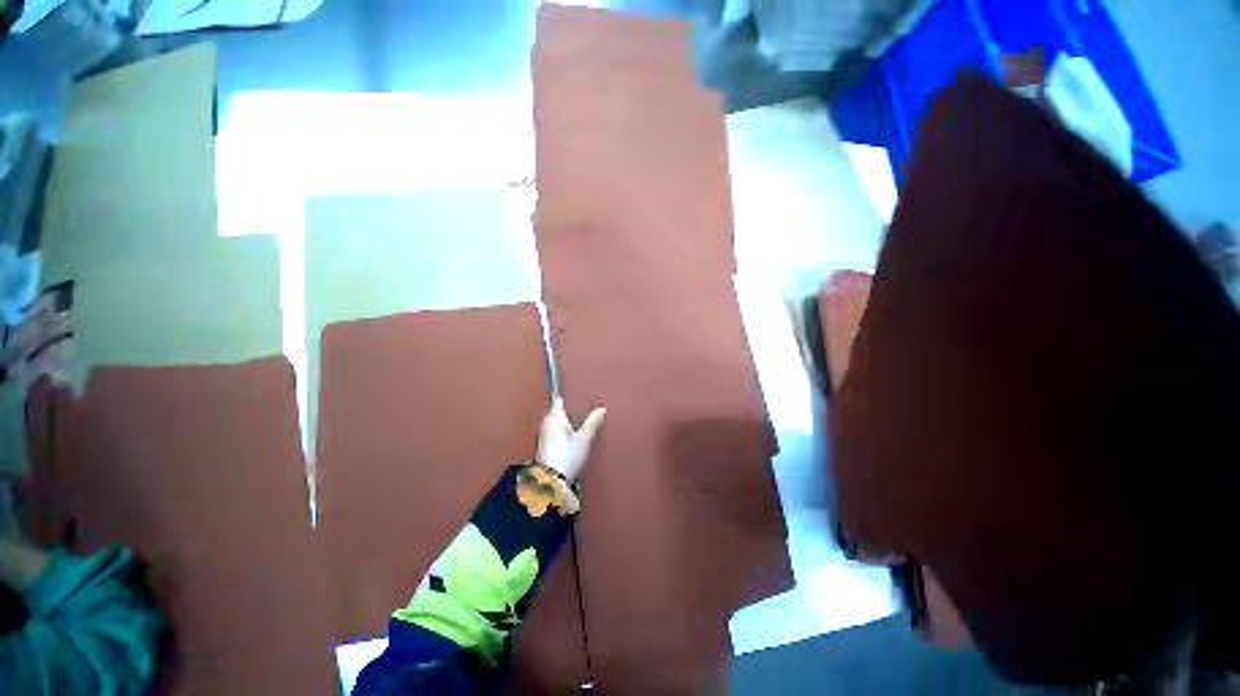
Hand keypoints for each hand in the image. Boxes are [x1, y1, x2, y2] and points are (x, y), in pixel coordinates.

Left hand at [536, 398, 605, 482]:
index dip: (565, 397)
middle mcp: (546, 422)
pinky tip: (568, 436)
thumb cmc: (568, 455)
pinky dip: (559, 431)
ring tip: (575, 421)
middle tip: (577, 408)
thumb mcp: (584, 439)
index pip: (558, 400)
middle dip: (565, 409)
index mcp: (555, 416)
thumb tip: (601, 409)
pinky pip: (552, 431)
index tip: (573, 394)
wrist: (551, 480)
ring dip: (562, 421)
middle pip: (555, 411)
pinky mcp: (543, 446)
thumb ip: (593, 423)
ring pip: (553, 422)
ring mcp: (543, 434)